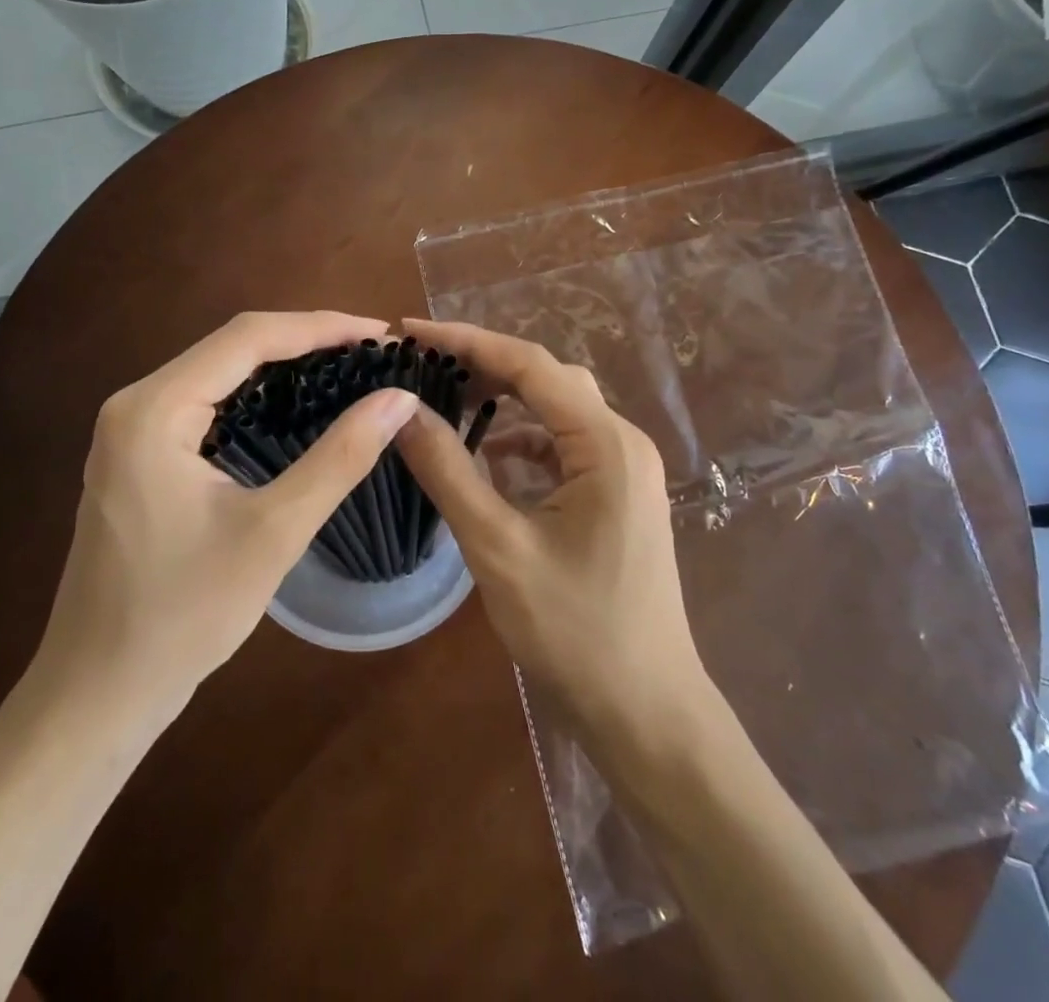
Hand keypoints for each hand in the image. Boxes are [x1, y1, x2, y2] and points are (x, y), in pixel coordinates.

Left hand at [32, 311, 419, 718]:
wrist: (97, 694)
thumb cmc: (183, 616)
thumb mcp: (274, 532)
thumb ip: (340, 457)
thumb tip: (400, 399)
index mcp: (154, 409)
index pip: (249, 337)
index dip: (321, 327)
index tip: (381, 335)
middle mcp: (135, 402)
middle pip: (232, 346)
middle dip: (306, 340)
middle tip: (373, 352)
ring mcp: (130, 428)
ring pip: (219, 370)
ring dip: (283, 364)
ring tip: (347, 368)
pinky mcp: (137, 454)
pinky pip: (205, 401)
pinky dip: (256, 394)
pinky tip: (295, 405)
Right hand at [395, 319, 708, 741]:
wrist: (647, 715)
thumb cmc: (575, 632)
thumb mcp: (498, 547)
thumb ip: (448, 471)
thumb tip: (400, 409)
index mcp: (605, 443)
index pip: (529, 365)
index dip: (466, 341)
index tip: (410, 333)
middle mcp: (622, 442)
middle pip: (547, 379)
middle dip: (484, 366)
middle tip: (423, 368)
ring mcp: (624, 470)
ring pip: (556, 410)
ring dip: (503, 403)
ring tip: (447, 403)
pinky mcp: (616, 495)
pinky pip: (564, 446)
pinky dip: (523, 442)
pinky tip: (488, 460)